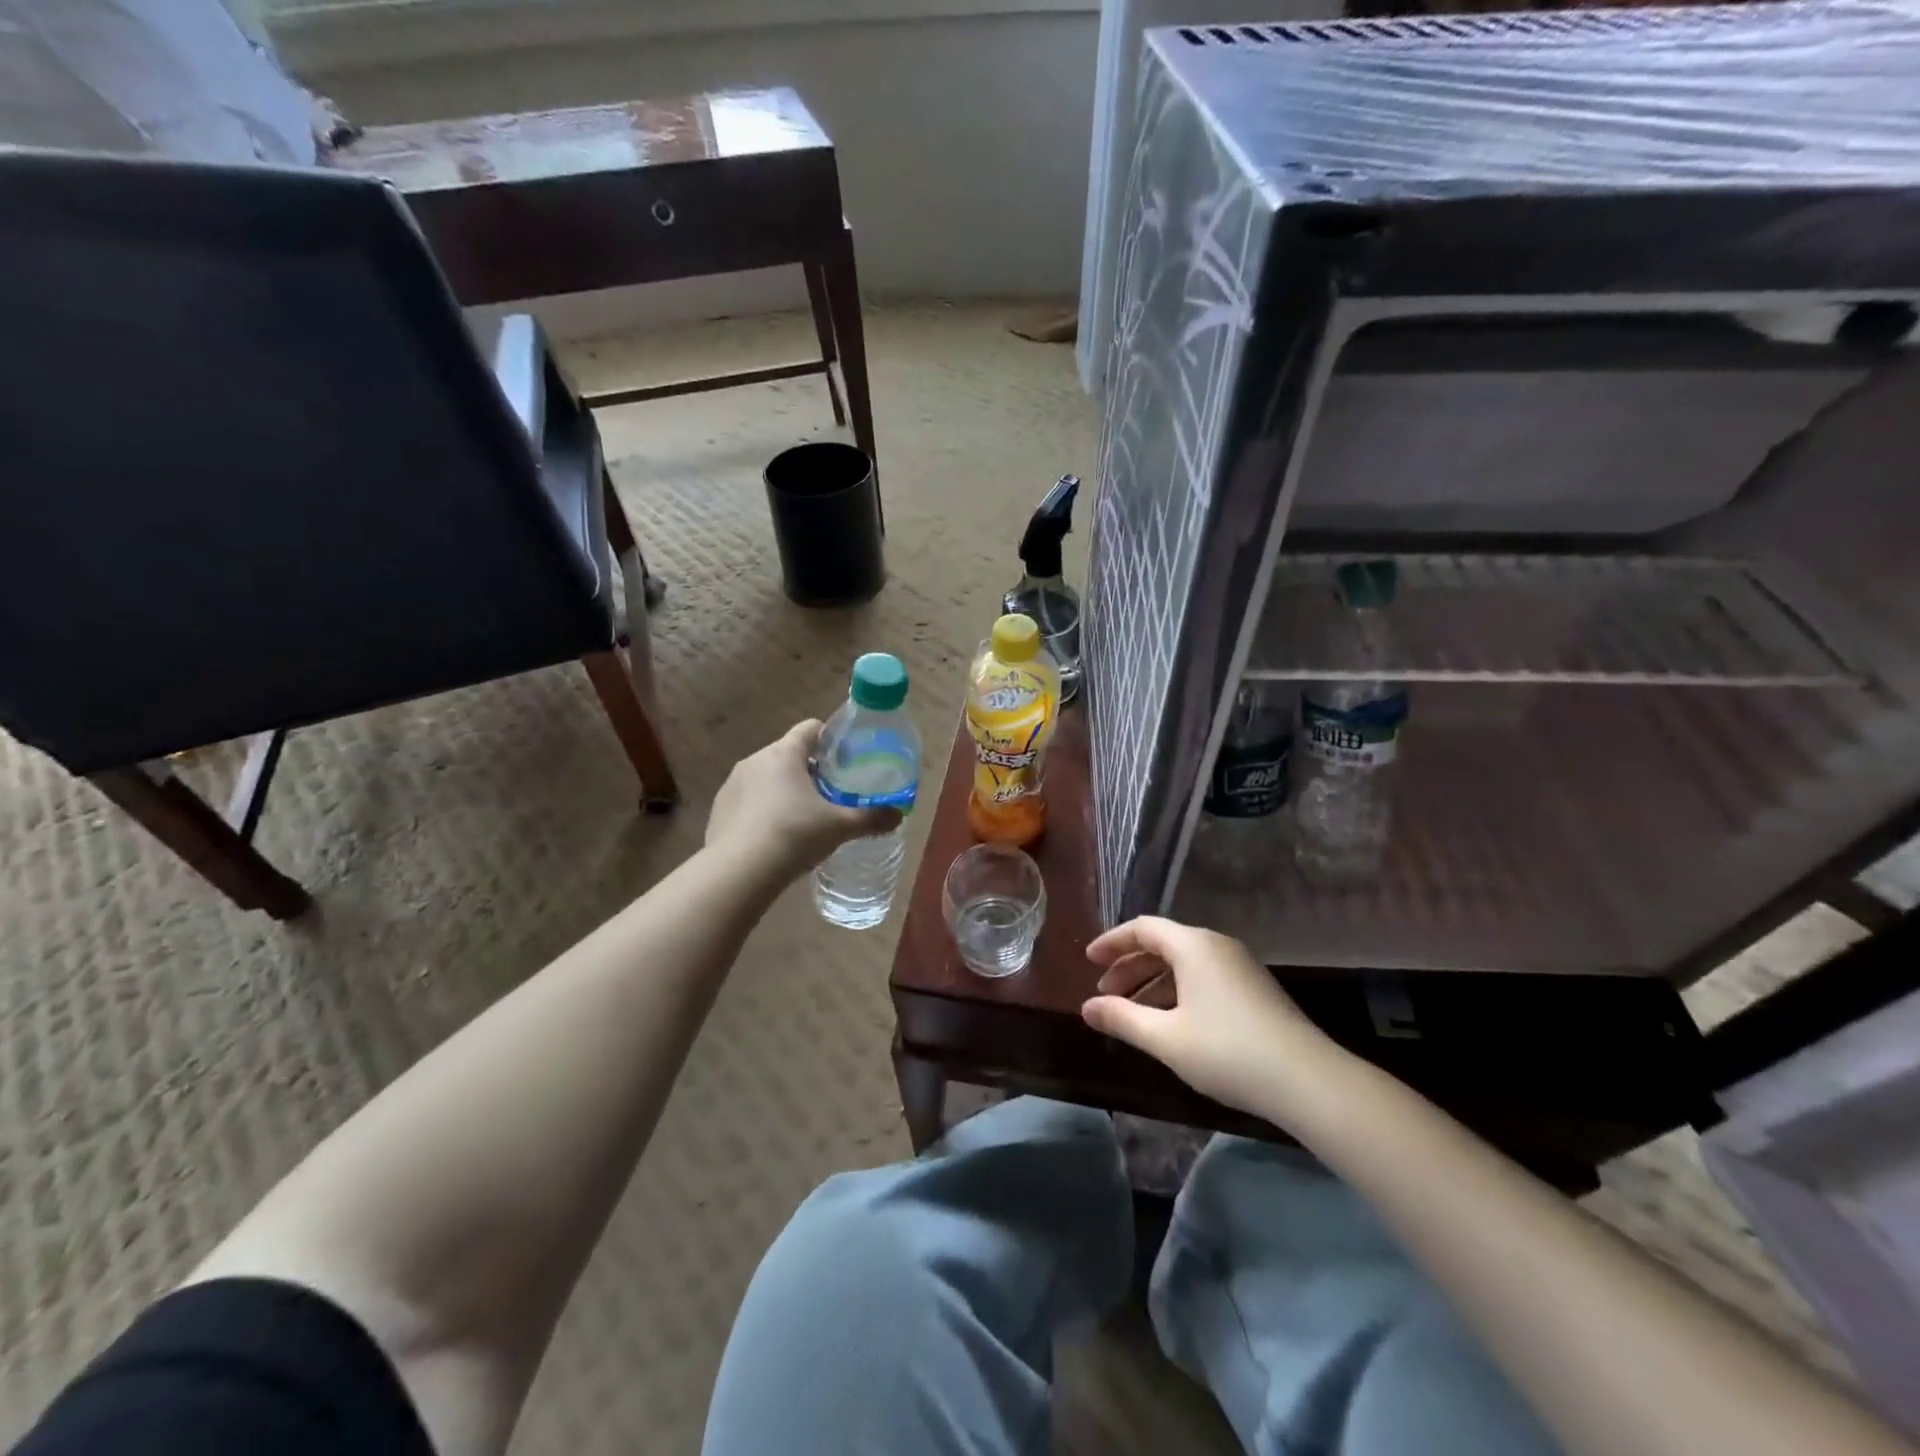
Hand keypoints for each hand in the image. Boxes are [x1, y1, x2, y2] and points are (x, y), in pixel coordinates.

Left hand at [706, 720, 899, 875]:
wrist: (739, 872)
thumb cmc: (794, 835)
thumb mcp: (840, 827)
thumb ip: (871, 818)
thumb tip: (899, 815)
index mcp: (784, 753)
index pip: (810, 729)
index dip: (831, 739)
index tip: (846, 758)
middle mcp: (755, 760)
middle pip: (789, 755)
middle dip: (810, 771)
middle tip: (832, 795)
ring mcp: (732, 785)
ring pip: (766, 778)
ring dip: (785, 791)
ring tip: (804, 819)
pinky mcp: (719, 810)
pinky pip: (748, 801)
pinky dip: (763, 811)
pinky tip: (775, 838)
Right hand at [1080, 916, 1335, 1123]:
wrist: (1308, 1080)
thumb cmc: (1227, 1051)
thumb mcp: (1165, 1038)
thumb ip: (1122, 1018)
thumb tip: (1086, 1007)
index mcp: (1193, 945)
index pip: (1143, 928)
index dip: (1112, 943)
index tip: (1089, 961)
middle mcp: (1216, 945)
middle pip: (1163, 944)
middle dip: (1130, 966)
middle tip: (1105, 993)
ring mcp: (1239, 967)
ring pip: (1184, 963)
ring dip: (1153, 982)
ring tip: (1132, 1012)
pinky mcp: (1254, 990)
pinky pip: (1203, 977)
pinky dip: (1177, 991)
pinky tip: (1170, 1022)